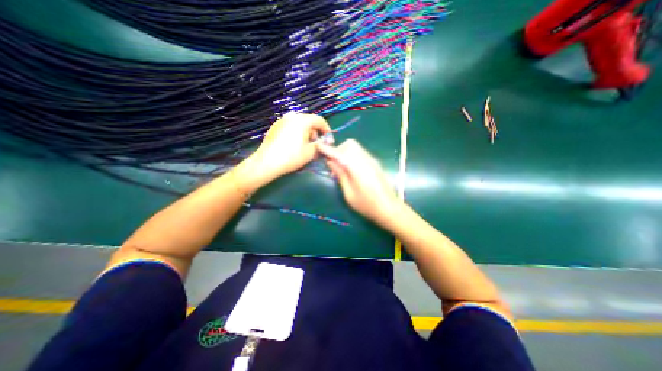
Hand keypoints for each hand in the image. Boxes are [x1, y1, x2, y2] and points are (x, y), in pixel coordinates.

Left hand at [236, 112, 330, 187]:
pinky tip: (294, 146)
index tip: (328, 140)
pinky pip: (290, 128)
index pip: (319, 120)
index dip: (326, 130)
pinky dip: (296, 134)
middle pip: (309, 122)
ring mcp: (281, 121)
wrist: (267, 162)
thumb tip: (324, 143)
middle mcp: (292, 117)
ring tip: (305, 147)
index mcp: (302, 120)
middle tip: (316, 146)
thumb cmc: (292, 156)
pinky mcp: (274, 127)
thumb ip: (320, 145)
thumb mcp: (310, 152)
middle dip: (315, 133)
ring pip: (299, 125)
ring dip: (306, 134)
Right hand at [316, 137, 403, 227]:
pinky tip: (351, 170)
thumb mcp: (349, 193)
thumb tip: (330, 161)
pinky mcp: (375, 163)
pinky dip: (352, 156)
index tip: (318, 146)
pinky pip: (360, 153)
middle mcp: (365, 160)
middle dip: (339, 150)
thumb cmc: (367, 205)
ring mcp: (372, 161)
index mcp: (357, 168)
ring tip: (341, 169)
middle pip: (350, 144)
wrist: (389, 208)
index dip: (328, 149)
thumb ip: (340, 175)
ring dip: (345, 153)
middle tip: (333, 164)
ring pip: (356, 147)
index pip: (340, 153)